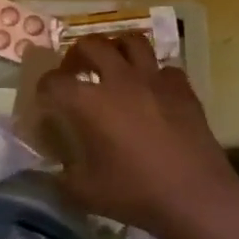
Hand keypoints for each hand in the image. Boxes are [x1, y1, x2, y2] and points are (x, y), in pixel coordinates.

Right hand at [36, 36, 238, 238]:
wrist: (195, 196)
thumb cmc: (135, 194)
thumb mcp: (84, 193)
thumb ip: (61, 176)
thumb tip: (52, 170)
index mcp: (89, 102)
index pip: (54, 81)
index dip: (44, 87)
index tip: (45, 99)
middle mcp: (119, 80)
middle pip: (91, 45)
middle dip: (77, 55)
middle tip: (75, 71)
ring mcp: (154, 79)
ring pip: (131, 41)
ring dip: (116, 48)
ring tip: (113, 65)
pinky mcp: (182, 88)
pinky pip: (164, 67)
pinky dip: (153, 74)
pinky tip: (151, 91)